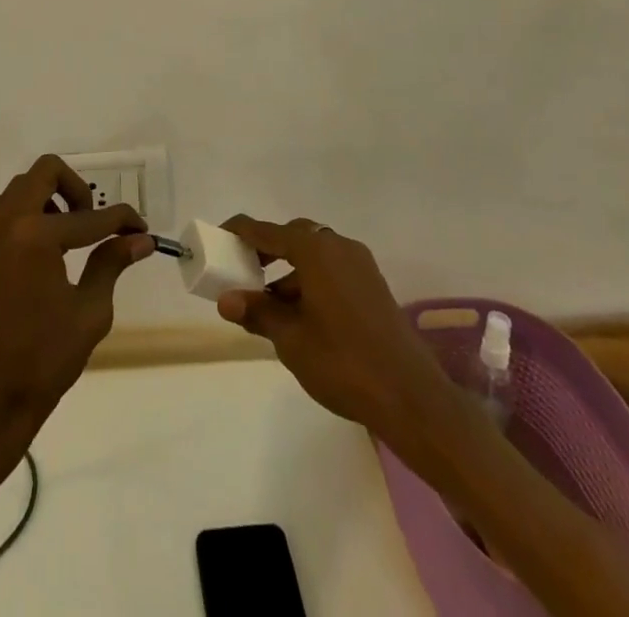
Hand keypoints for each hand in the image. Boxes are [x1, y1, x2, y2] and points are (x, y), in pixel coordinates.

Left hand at [0, 155, 154, 448]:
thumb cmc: (44, 360)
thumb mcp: (89, 312)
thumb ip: (111, 264)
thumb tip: (140, 238)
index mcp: (36, 236)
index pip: (90, 217)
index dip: (122, 220)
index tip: (141, 229)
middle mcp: (7, 223)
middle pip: (45, 172)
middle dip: (77, 188)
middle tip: (93, 220)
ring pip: (20, 188)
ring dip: (47, 198)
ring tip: (67, 235)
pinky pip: (1, 211)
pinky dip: (25, 214)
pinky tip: (43, 250)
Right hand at [215, 216, 449, 438]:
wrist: (411, 397)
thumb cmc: (343, 363)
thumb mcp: (291, 340)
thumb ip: (258, 313)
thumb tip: (226, 300)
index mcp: (315, 251)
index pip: (266, 230)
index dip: (239, 231)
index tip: (217, 236)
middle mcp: (338, 247)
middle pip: (293, 236)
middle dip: (266, 250)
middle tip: (242, 271)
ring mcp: (360, 265)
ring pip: (314, 255)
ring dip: (288, 271)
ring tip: (268, 304)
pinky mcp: (373, 285)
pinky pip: (331, 269)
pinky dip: (310, 281)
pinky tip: (300, 315)